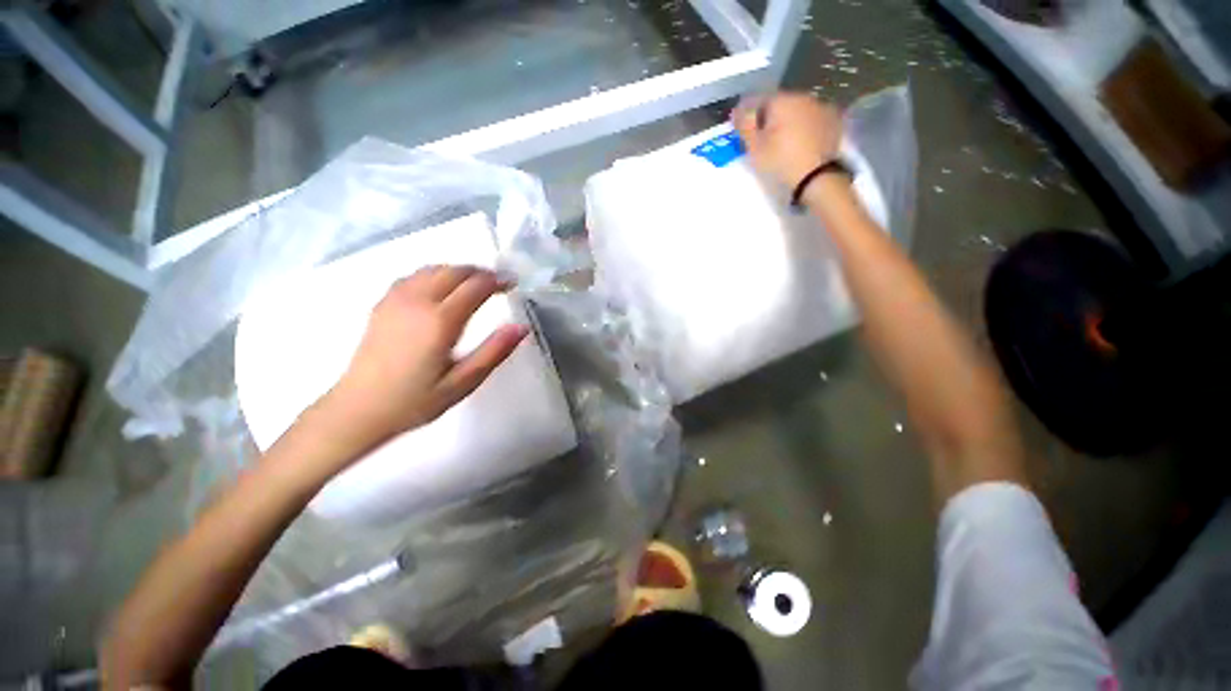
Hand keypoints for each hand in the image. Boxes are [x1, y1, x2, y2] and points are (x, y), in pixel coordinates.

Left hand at [311, 266, 528, 459]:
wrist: (357, 410)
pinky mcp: (382, 304)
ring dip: (458, 270)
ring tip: (475, 284)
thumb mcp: (463, 383)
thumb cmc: (415, 401)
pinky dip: (435, 273)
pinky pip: (413, 275)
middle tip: (499, 283)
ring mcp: (395, 300)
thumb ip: (494, 352)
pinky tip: (441, 287)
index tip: (514, 284)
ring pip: (433, 268)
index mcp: (440, 321)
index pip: (475, 286)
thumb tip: (522, 327)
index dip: (498, 281)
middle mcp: (417, 302)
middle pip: (454, 271)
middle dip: (480, 272)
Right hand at [733, 92, 843, 189]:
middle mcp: (802, 97)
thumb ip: (745, 126)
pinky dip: (802, 125)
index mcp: (781, 100)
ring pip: (796, 109)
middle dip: (767, 116)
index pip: (757, 99)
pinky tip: (799, 140)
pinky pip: (811, 118)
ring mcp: (820, 106)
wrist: (816, 176)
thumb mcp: (755, 147)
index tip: (741, 129)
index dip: (746, 114)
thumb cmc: (780, 161)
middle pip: (778, 102)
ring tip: (780, 139)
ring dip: (786, 119)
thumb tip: (737, 111)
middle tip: (761, 136)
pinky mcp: (832, 120)